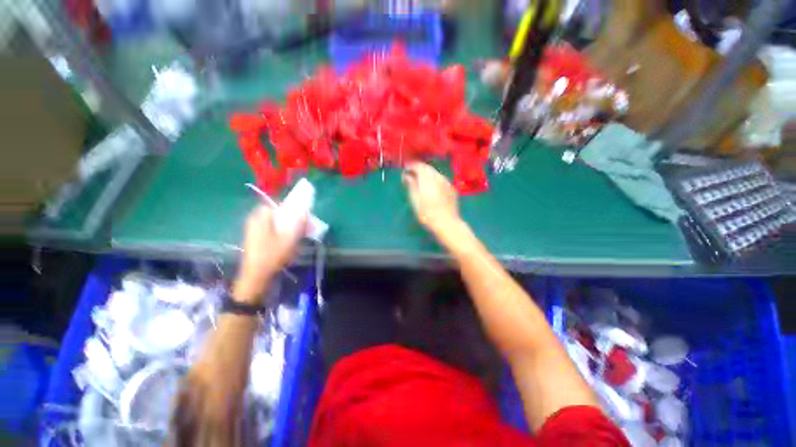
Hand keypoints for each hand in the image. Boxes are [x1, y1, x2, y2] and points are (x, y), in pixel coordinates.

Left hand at [233, 205, 305, 304]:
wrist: (255, 277)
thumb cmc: (272, 256)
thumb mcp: (290, 239)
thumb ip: (299, 223)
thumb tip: (305, 211)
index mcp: (260, 218)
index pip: (276, 204)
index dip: (290, 208)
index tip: (301, 216)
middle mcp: (255, 221)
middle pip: (276, 214)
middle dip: (291, 219)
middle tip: (303, 228)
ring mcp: (254, 231)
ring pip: (274, 223)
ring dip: (288, 227)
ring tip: (298, 237)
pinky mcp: (256, 240)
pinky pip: (271, 231)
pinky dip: (281, 234)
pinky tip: (289, 244)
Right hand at [402, 162, 460, 233]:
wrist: (447, 223)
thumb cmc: (427, 214)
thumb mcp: (415, 200)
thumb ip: (411, 185)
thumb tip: (406, 175)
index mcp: (427, 179)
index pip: (418, 166)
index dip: (411, 166)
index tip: (405, 170)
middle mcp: (438, 177)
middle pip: (427, 168)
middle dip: (419, 169)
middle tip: (411, 176)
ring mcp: (447, 182)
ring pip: (435, 173)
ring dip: (427, 174)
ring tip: (420, 182)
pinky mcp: (452, 189)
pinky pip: (441, 179)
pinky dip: (434, 180)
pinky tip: (432, 188)